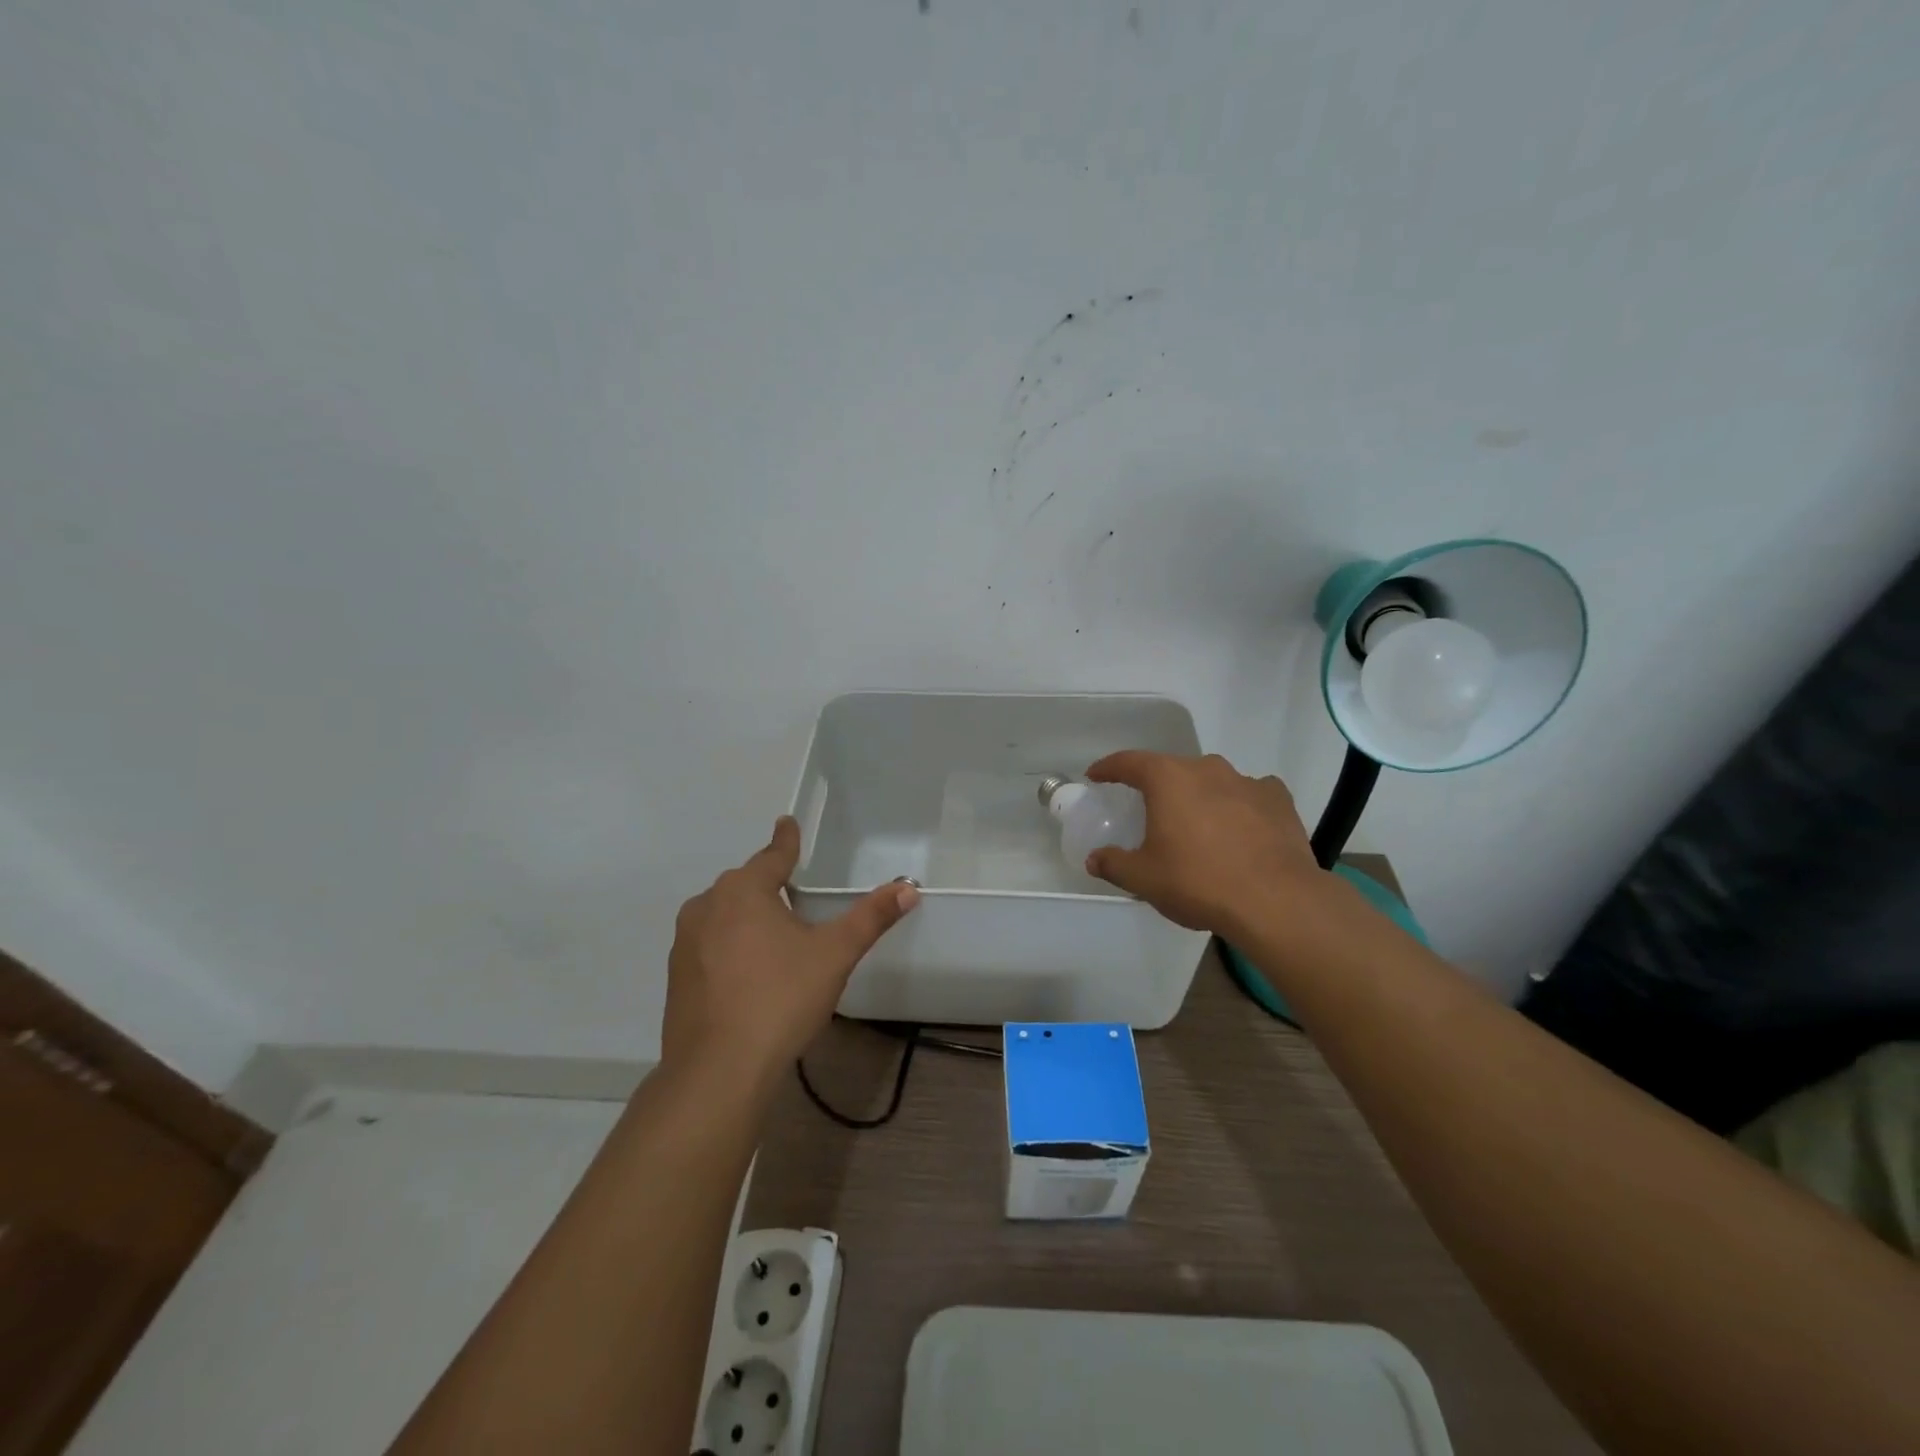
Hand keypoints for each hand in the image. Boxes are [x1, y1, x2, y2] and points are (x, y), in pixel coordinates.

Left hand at [663, 817, 918, 1086]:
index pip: (773, 855)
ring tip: (775, 938)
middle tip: (795, 895)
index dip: (787, 840)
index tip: (787, 822)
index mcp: (743, 891)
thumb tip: (909, 888)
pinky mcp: (676, 977)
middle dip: (769, 885)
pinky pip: (710, 945)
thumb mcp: (834, 954)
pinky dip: (730, 947)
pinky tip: (749, 975)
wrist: (718, 1071)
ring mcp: (685, 942)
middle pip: (746, 885)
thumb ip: (870, 917)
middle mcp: (707, 906)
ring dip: (747, 918)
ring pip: (724, 915)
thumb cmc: (780, 999)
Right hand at [1083, 751, 1324, 939]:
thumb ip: (1114, 864)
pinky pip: (1249, 794)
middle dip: (1158, 786)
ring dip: (1200, 796)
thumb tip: (1094, 859)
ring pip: (1212, 781)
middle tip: (1150, 810)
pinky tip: (1240, 827)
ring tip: (1197, 825)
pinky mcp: (1278, 800)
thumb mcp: (1143, 879)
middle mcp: (1206, 769)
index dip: (1109, 767)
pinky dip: (1239, 806)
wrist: (1275, 901)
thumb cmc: (1198, 882)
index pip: (1129, 762)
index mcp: (1168, 779)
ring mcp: (1246, 781)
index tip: (1096, 776)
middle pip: (1173, 769)